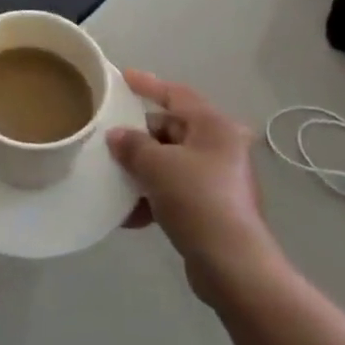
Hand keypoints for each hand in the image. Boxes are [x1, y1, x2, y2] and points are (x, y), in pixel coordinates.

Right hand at [108, 71, 278, 301]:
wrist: (233, 267)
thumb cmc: (198, 200)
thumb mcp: (157, 166)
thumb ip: (133, 145)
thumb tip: (117, 136)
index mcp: (214, 126)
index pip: (176, 94)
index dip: (148, 85)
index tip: (123, 77)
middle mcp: (221, 147)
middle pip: (172, 130)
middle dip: (140, 137)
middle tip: (111, 140)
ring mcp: (219, 180)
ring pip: (171, 163)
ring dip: (143, 171)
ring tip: (115, 179)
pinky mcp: (213, 209)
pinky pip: (176, 191)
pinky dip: (154, 197)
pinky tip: (130, 216)